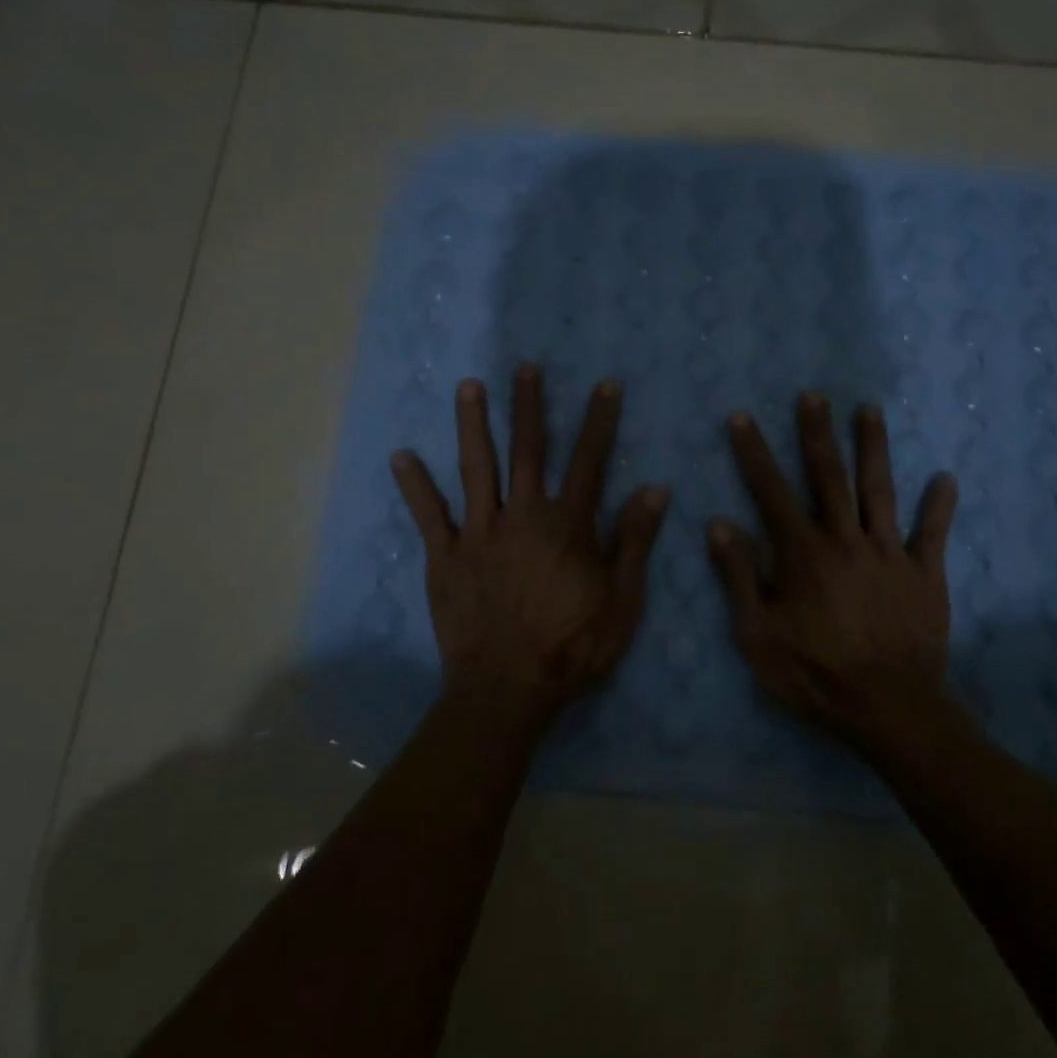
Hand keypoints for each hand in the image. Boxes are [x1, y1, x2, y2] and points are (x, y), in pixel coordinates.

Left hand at [391, 365, 669, 724]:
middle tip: (524, 367)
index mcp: (568, 525)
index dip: (599, 421)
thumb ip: (634, 541)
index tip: (605, 385)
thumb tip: (655, 488)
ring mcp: (479, 533)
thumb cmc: (573, 648)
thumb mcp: (622, 600)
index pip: (589, 461)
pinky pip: (428, 515)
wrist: (508, 690)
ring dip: (472, 425)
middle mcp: (523, 516)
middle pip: (527, 451)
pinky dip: (415, 486)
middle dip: (528, 406)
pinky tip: (401, 456)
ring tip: (468, 387)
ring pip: (476, 468)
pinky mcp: (445, 557)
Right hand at [709, 394, 958, 756]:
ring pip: (880, 491)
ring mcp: (890, 554)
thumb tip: (720, 524)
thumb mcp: (758, 634)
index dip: (754, 453)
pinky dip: (939, 506)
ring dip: (874, 448)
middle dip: (818, 433)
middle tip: (813, 395)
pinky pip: (932, 534)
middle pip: (830, 477)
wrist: (889, 710)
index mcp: (804, 553)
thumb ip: (739, 577)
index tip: (742, 417)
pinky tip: (946, 479)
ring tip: (870, 410)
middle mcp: (846, 540)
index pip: (772, 492)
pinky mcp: (924, 575)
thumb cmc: (814, 674)